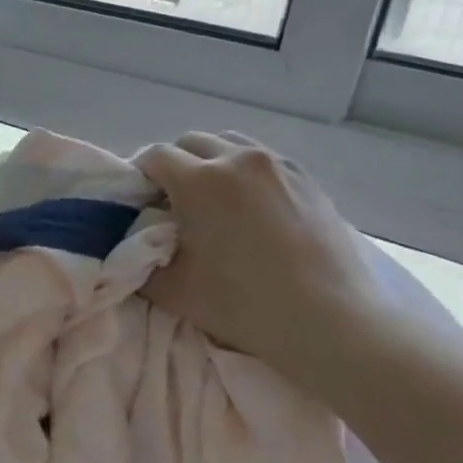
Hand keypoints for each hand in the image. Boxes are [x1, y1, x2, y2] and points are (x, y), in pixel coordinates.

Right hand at [137, 131, 386, 376]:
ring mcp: (278, 164)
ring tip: (212, 200)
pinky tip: (250, 209)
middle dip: (174, 164)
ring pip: (229, 144)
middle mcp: (238, 159)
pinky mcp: (307, 178)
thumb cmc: (245, 304)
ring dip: (210, 163)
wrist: (331, 321)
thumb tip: (131, 244)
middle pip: (191, 142)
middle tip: (171, 201)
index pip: (154, 156)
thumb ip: (139, 260)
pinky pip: (263, 160)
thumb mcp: (173, 290)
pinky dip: (245, 173)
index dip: (139, 174)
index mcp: (200, 181)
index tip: (138, 200)